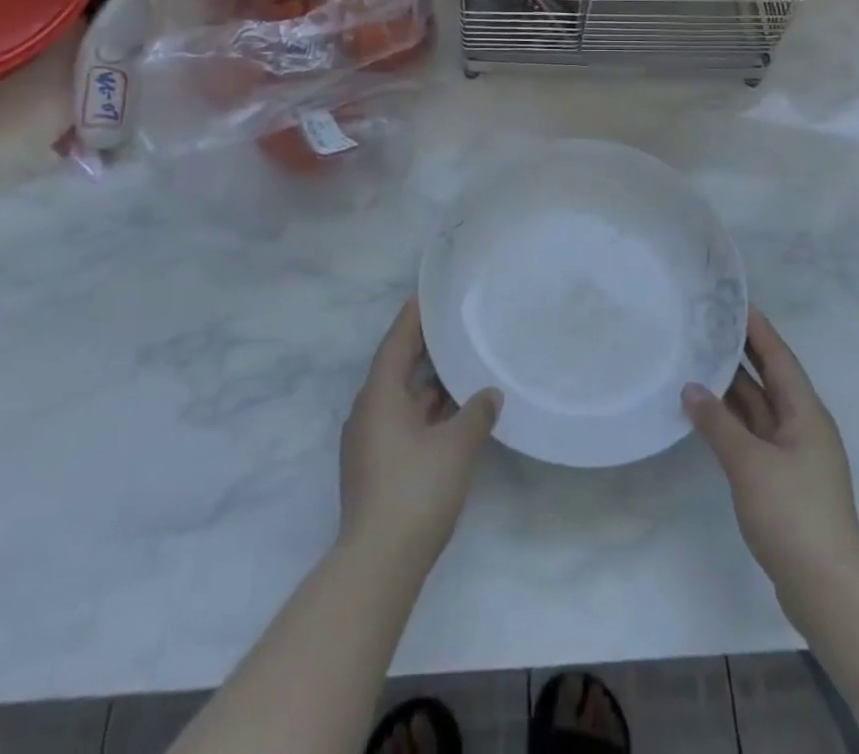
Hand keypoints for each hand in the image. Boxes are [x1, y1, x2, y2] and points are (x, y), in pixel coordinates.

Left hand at [339, 298, 500, 569]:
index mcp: (380, 396)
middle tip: (453, 326)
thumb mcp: (455, 447)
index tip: (428, 294)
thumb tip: (490, 393)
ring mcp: (369, 441)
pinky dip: (425, 411)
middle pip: (397, 368)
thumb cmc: (415, 491)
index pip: (396, 342)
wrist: (378, 563)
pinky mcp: (376, 466)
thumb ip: (476, 414)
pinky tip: (452, 415)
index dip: (413, 317)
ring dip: (428, 384)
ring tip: (460, 366)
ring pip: (401, 398)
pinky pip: (402, 421)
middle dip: (424, 349)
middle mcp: (368, 411)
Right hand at [683, 308, 858, 605]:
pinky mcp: (783, 479)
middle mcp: (803, 426)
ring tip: (697, 358)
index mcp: (806, 413)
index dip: (757, 328)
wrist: (827, 590)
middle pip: (769, 378)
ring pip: (759, 408)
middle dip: (740, 352)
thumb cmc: (793, 514)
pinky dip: (731, 419)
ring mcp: (794, 455)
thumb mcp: (749, 463)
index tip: (732, 300)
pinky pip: (754, 433)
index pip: (778, 357)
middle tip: (706, 324)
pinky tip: (705, 412)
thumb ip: (717, 422)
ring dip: (731, 387)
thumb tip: (691, 387)